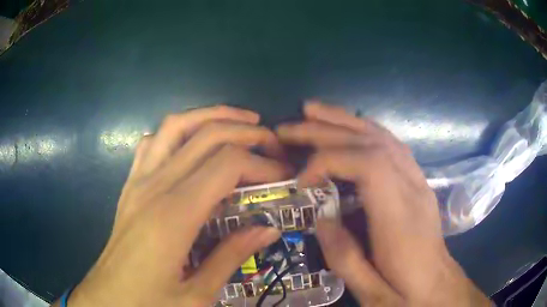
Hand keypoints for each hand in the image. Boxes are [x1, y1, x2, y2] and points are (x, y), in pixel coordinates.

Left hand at [55, 106, 291, 306]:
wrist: (107, 297)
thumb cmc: (149, 302)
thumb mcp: (197, 294)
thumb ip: (231, 257)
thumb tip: (268, 228)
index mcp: (174, 216)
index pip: (226, 164)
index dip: (261, 163)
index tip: (283, 174)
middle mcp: (155, 187)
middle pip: (206, 135)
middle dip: (246, 132)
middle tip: (272, 142)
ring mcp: (138, 181)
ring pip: (175, 126)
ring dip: (211, 116)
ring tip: (239, 120)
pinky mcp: (130, 185)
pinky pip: (151, 143)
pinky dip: (176, 132)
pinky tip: (191, 143)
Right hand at [277, 102, 490, 305]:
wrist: (440, 291)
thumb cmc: (407, 296)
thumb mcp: (372, 294)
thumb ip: (345, 258)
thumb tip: (321, 218)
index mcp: (402, 221)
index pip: (370, 165)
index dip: (329, 160)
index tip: (302, 181)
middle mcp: (413, 191)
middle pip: (373, 143)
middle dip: (328, 129)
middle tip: (291, 125)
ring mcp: (419, 183)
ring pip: (384, 137)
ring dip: (346, 120)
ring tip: (314, 111)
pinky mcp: (418, 184)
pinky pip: (392, 146)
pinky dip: (366, 131)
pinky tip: (349, 128)